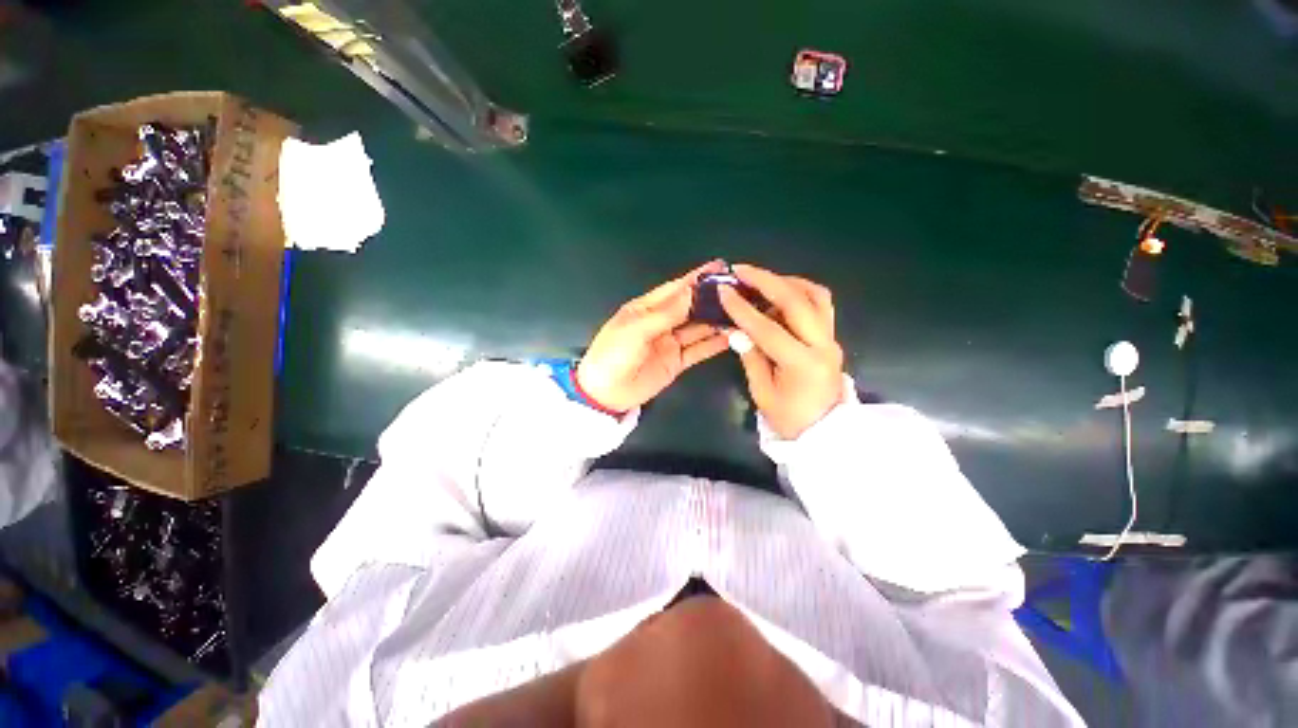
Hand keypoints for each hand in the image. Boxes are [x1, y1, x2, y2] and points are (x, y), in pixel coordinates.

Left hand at [576, 262, 730, 412]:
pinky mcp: (676, 362)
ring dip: (717, 321)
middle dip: (712, 299)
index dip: (697, 278)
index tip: (720, 268)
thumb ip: (666, 313)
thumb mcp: (635, 330)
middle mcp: (661, 322)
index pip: (675, 289)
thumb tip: (692, 292)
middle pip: (690, 307)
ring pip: (698, 328)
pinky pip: (698, 350)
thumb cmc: (613, 355)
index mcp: (646, 309)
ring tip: (741, 312)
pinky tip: (731, 337)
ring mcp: (670, 343)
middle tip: (738, 291)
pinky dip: (714, 345)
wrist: (605, 393)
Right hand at [719, 265, 844, 438]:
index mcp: (802, 364)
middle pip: (797, 301)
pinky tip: (780, 294)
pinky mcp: (832, 336)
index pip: (767, 329)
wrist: (825, 431)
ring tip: (761, 280)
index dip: (742, 308)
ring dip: (786, 282)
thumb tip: (735, 330)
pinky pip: (819, 303)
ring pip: (815, 295)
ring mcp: (831, 338)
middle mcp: (822, 345)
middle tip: (741, 271)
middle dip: (766, 281)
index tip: (724, 291)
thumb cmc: (790, 418)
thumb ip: (751, 357)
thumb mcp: (762, 392)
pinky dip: (799, 292)